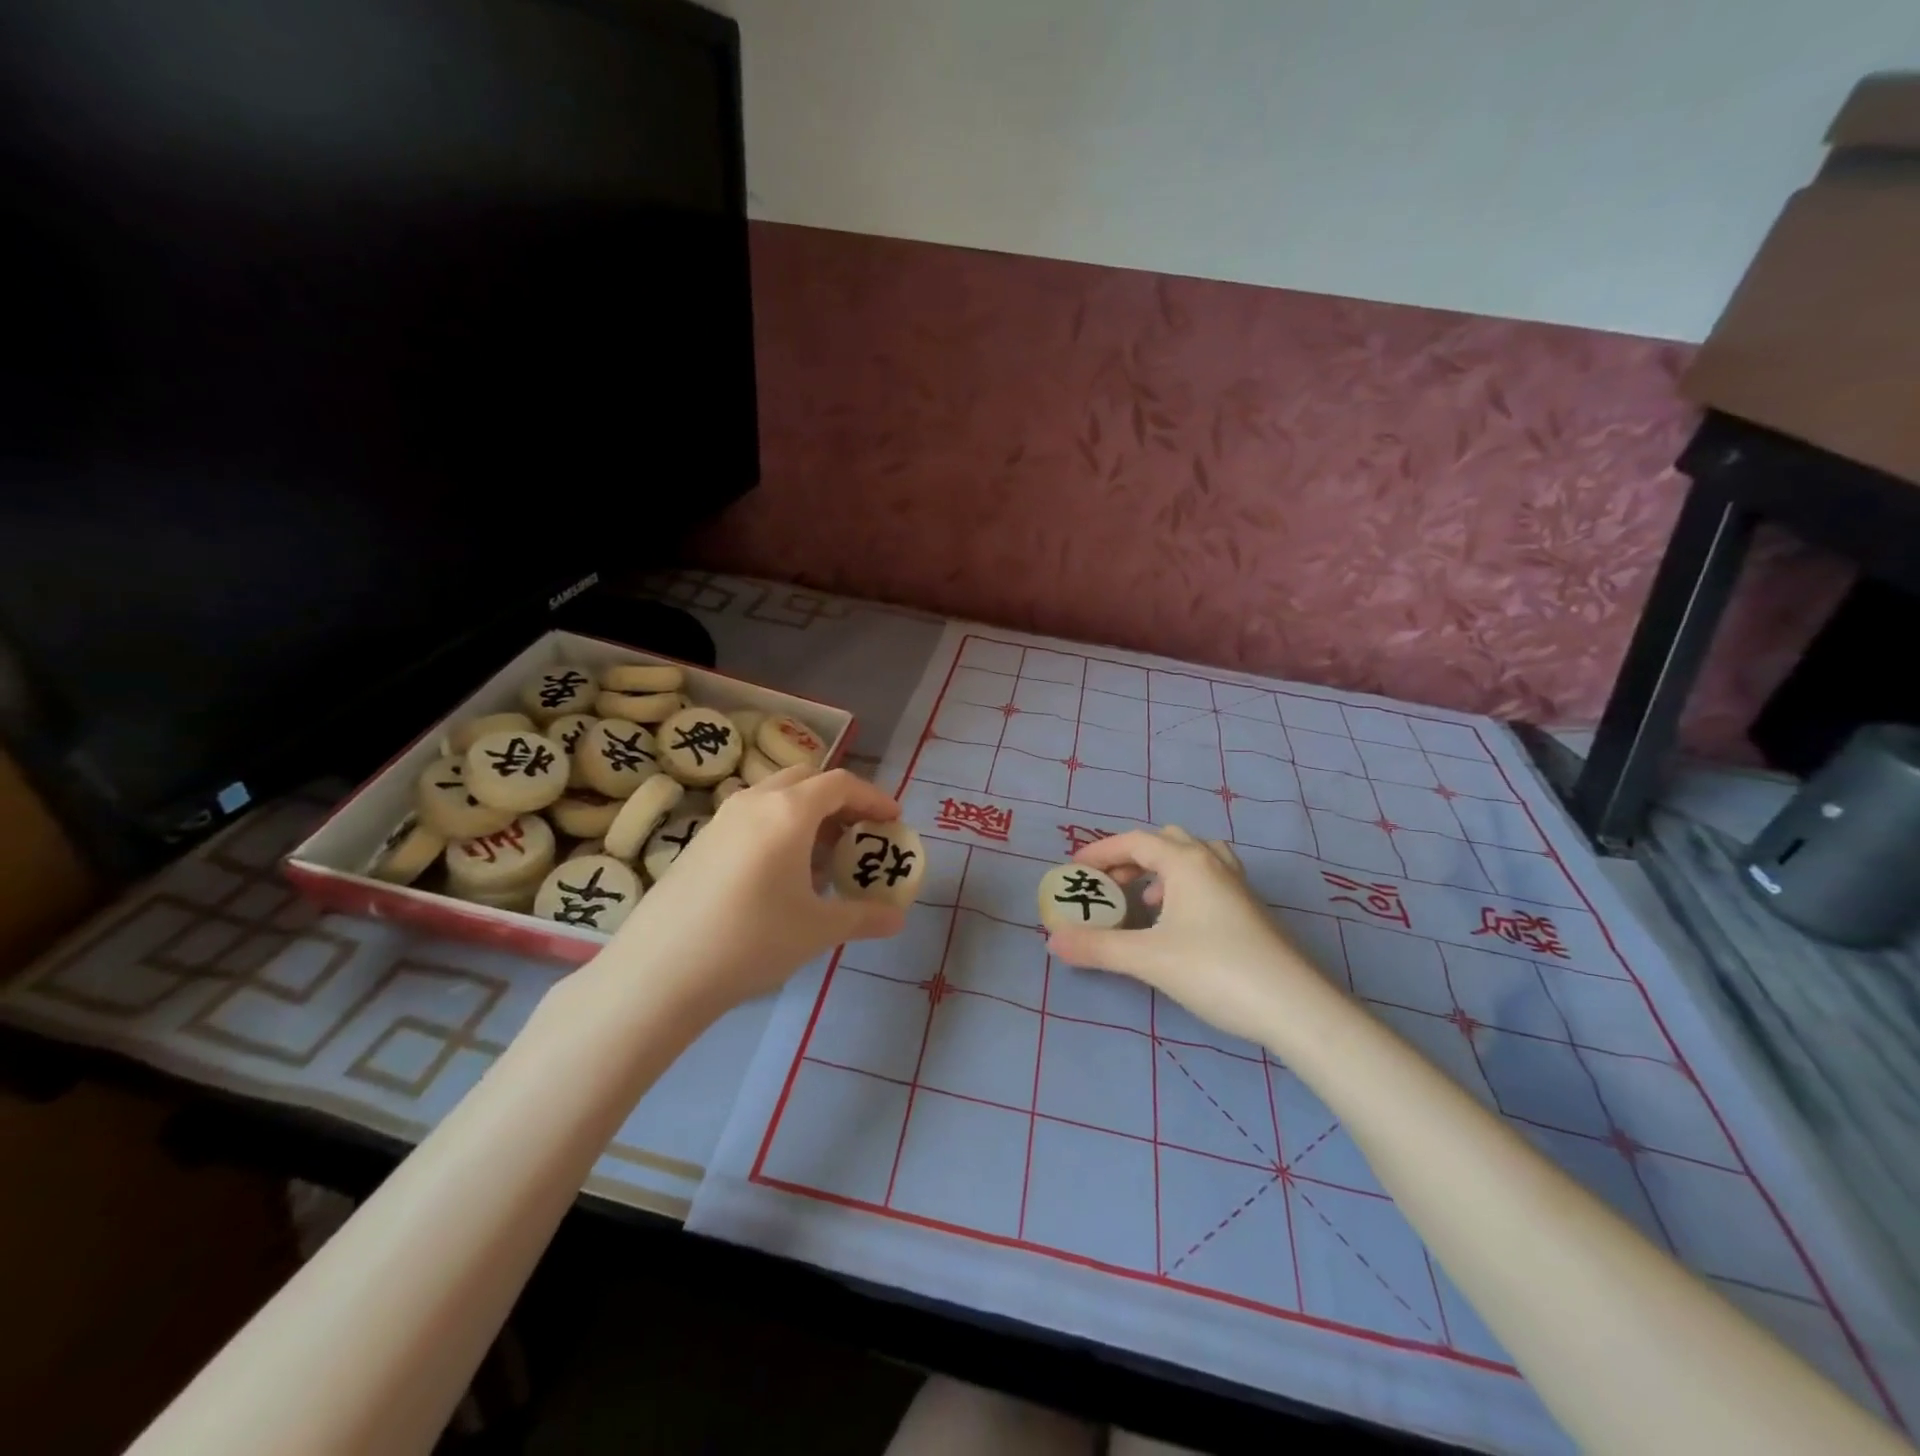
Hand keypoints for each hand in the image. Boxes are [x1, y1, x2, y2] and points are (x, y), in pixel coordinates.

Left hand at [605, 766, 907, 1014]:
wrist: (660, 971)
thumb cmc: (751, 940)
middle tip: (859, 834)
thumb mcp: (818, 930)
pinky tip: (780, 875)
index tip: (893, 821)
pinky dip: (778, 828)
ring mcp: (721, 819)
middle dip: (840, 801)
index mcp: (789, 811)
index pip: (842, 784)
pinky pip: (751, 817)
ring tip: (823, 857)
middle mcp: (754, 801)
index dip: (873, 798)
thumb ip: (864, 917)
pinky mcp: (700, 841)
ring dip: (807, 814)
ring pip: (775, 797)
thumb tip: (897, 918)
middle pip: (807, 779)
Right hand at [1045, 829, 1328, 1044]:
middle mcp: (1213, 863)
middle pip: (1165, 841)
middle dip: (1131, 858)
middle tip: (1109, 887)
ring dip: (1161, 870)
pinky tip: (1179, 924)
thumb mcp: (1148, 959)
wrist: (1294, 1007)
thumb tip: (1053, 941)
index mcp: (1187, 862)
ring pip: (1192, 858)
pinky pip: (1209, 880)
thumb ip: (1098, 947)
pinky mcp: (1251, 911)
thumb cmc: (1216, 970)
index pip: (1135, 841)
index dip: (1100, 852)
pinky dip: (1184, 888)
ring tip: (1145, 902)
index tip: (1074, 870)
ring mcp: (1237, 886)